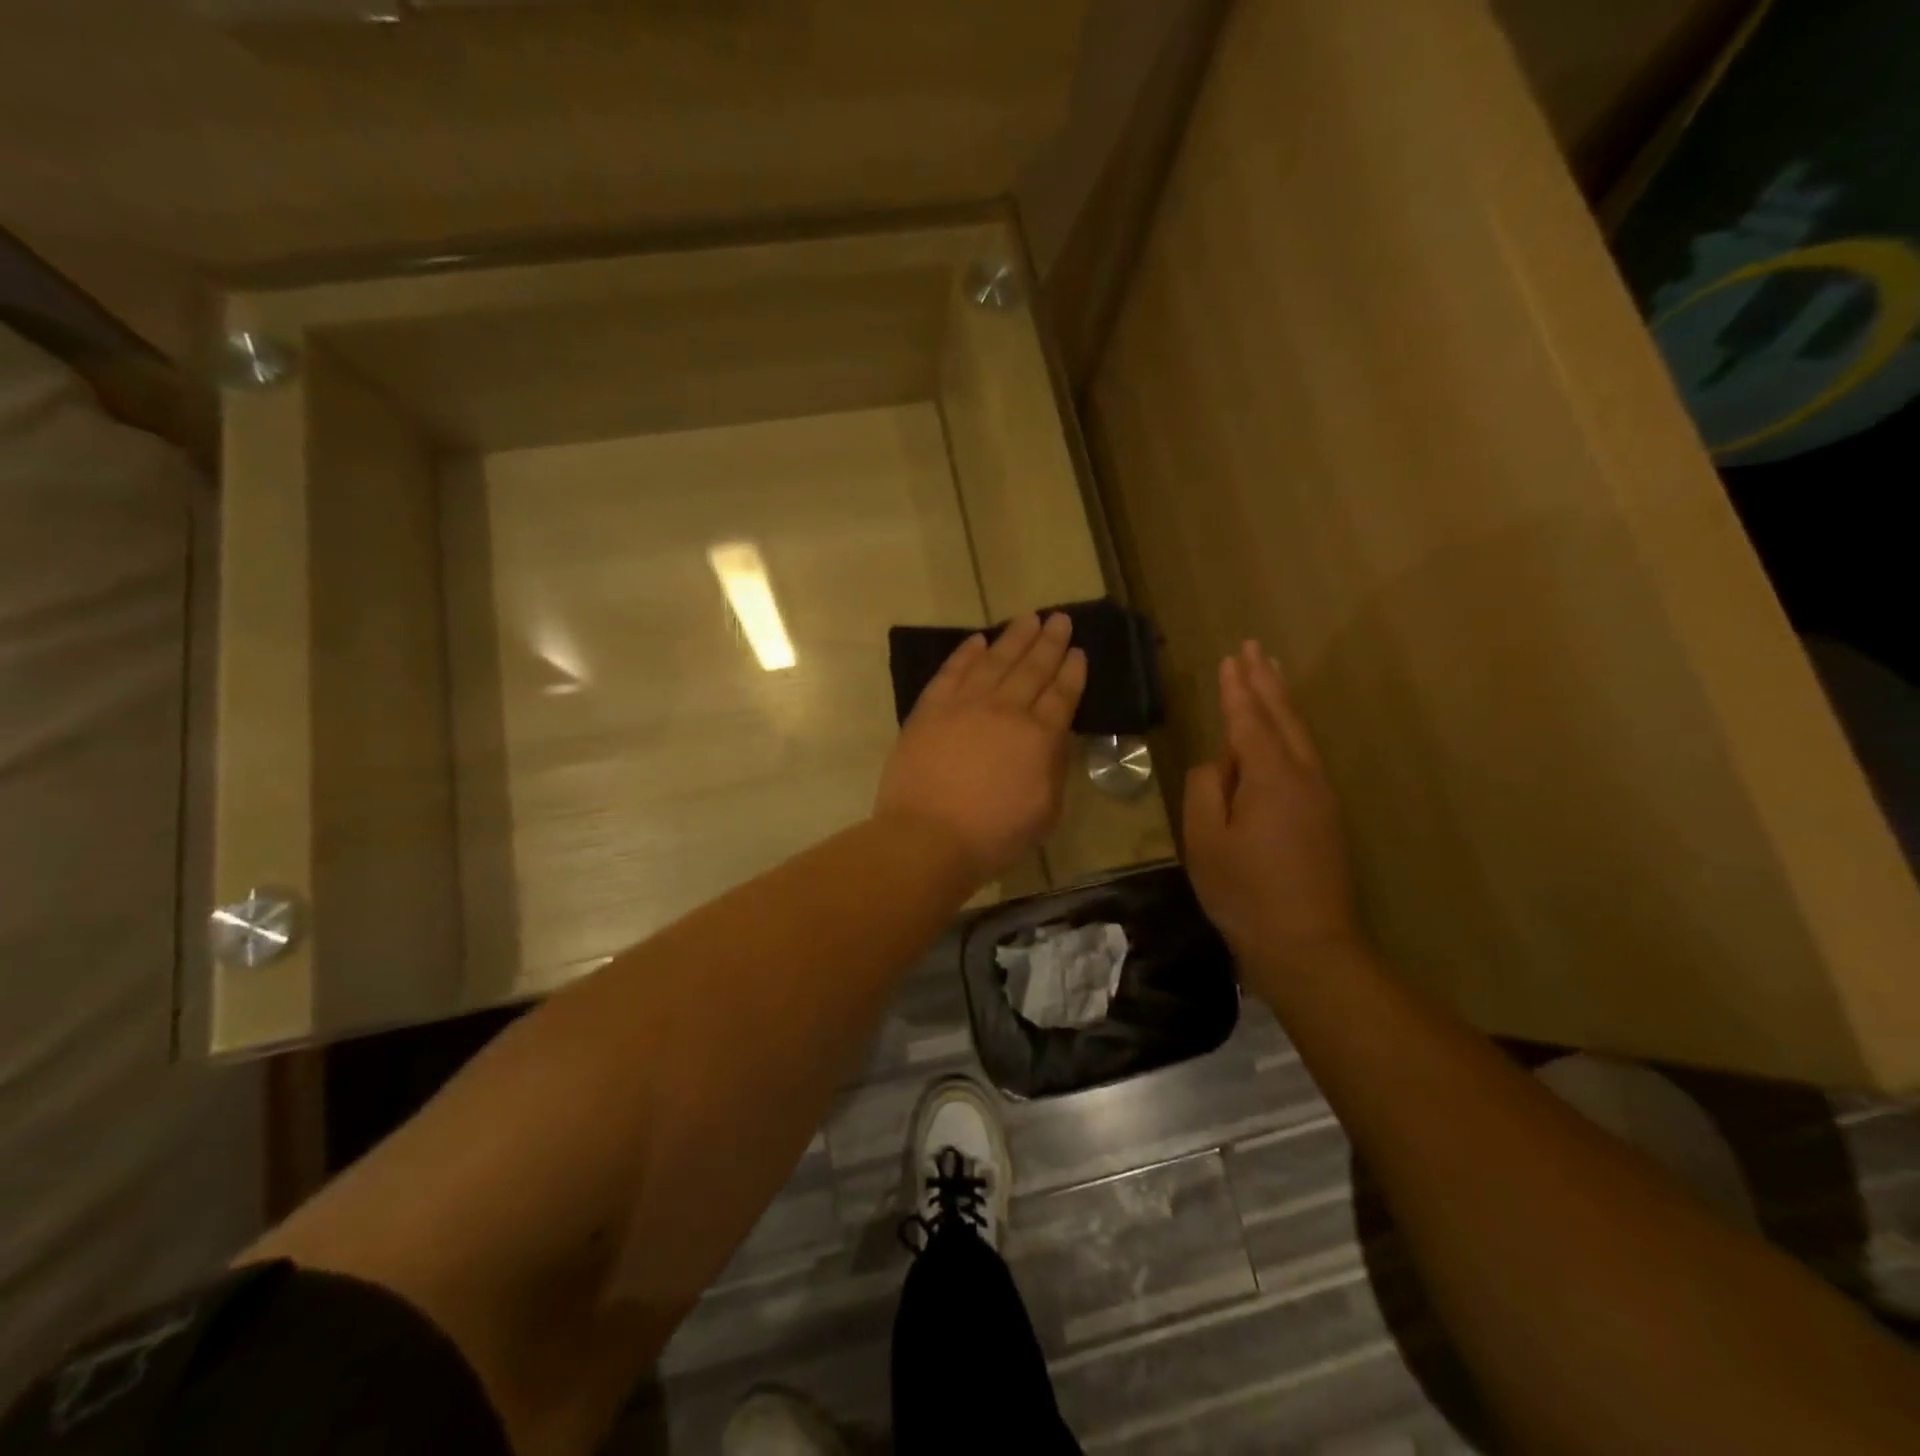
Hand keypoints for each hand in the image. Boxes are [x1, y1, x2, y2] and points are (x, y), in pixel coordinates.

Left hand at [875, 612, 1086, 881]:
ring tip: (1028, 618)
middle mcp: (1005, 710)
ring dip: (1013, 637)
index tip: (1078, 650)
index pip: (1061, 695)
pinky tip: (977, 640)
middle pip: (1032, 668)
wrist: (927, 837)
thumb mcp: (1046, 812)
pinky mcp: (930, 709)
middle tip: (1060, 618)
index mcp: (1039, 736)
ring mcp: (964, 705)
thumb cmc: (993, 835)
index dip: (1072, 671)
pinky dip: (966, 653)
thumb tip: (1054, 739)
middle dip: (1049, 642)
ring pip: (994, 661)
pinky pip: (952, 672)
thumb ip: (1054, 769)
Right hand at [1184, 642, 1361, 984]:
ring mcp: (1322, 797)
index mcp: (1272, 777)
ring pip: (1299, 736)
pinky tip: (1283, 734)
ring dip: (1282, 703)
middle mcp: (1304, 776)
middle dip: (1266, 682)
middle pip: (1283, 718)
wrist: (1308, 945)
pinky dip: (1290, 732)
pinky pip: (1305, 758)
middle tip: (1254, 649)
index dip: (1236, 689)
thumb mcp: (1205, 840)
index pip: (1249, 721)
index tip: (1230, 657)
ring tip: (1271, 676)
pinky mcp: (1327, 818)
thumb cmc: (1245, 892)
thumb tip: (1219, 765)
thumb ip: (1206, 788)